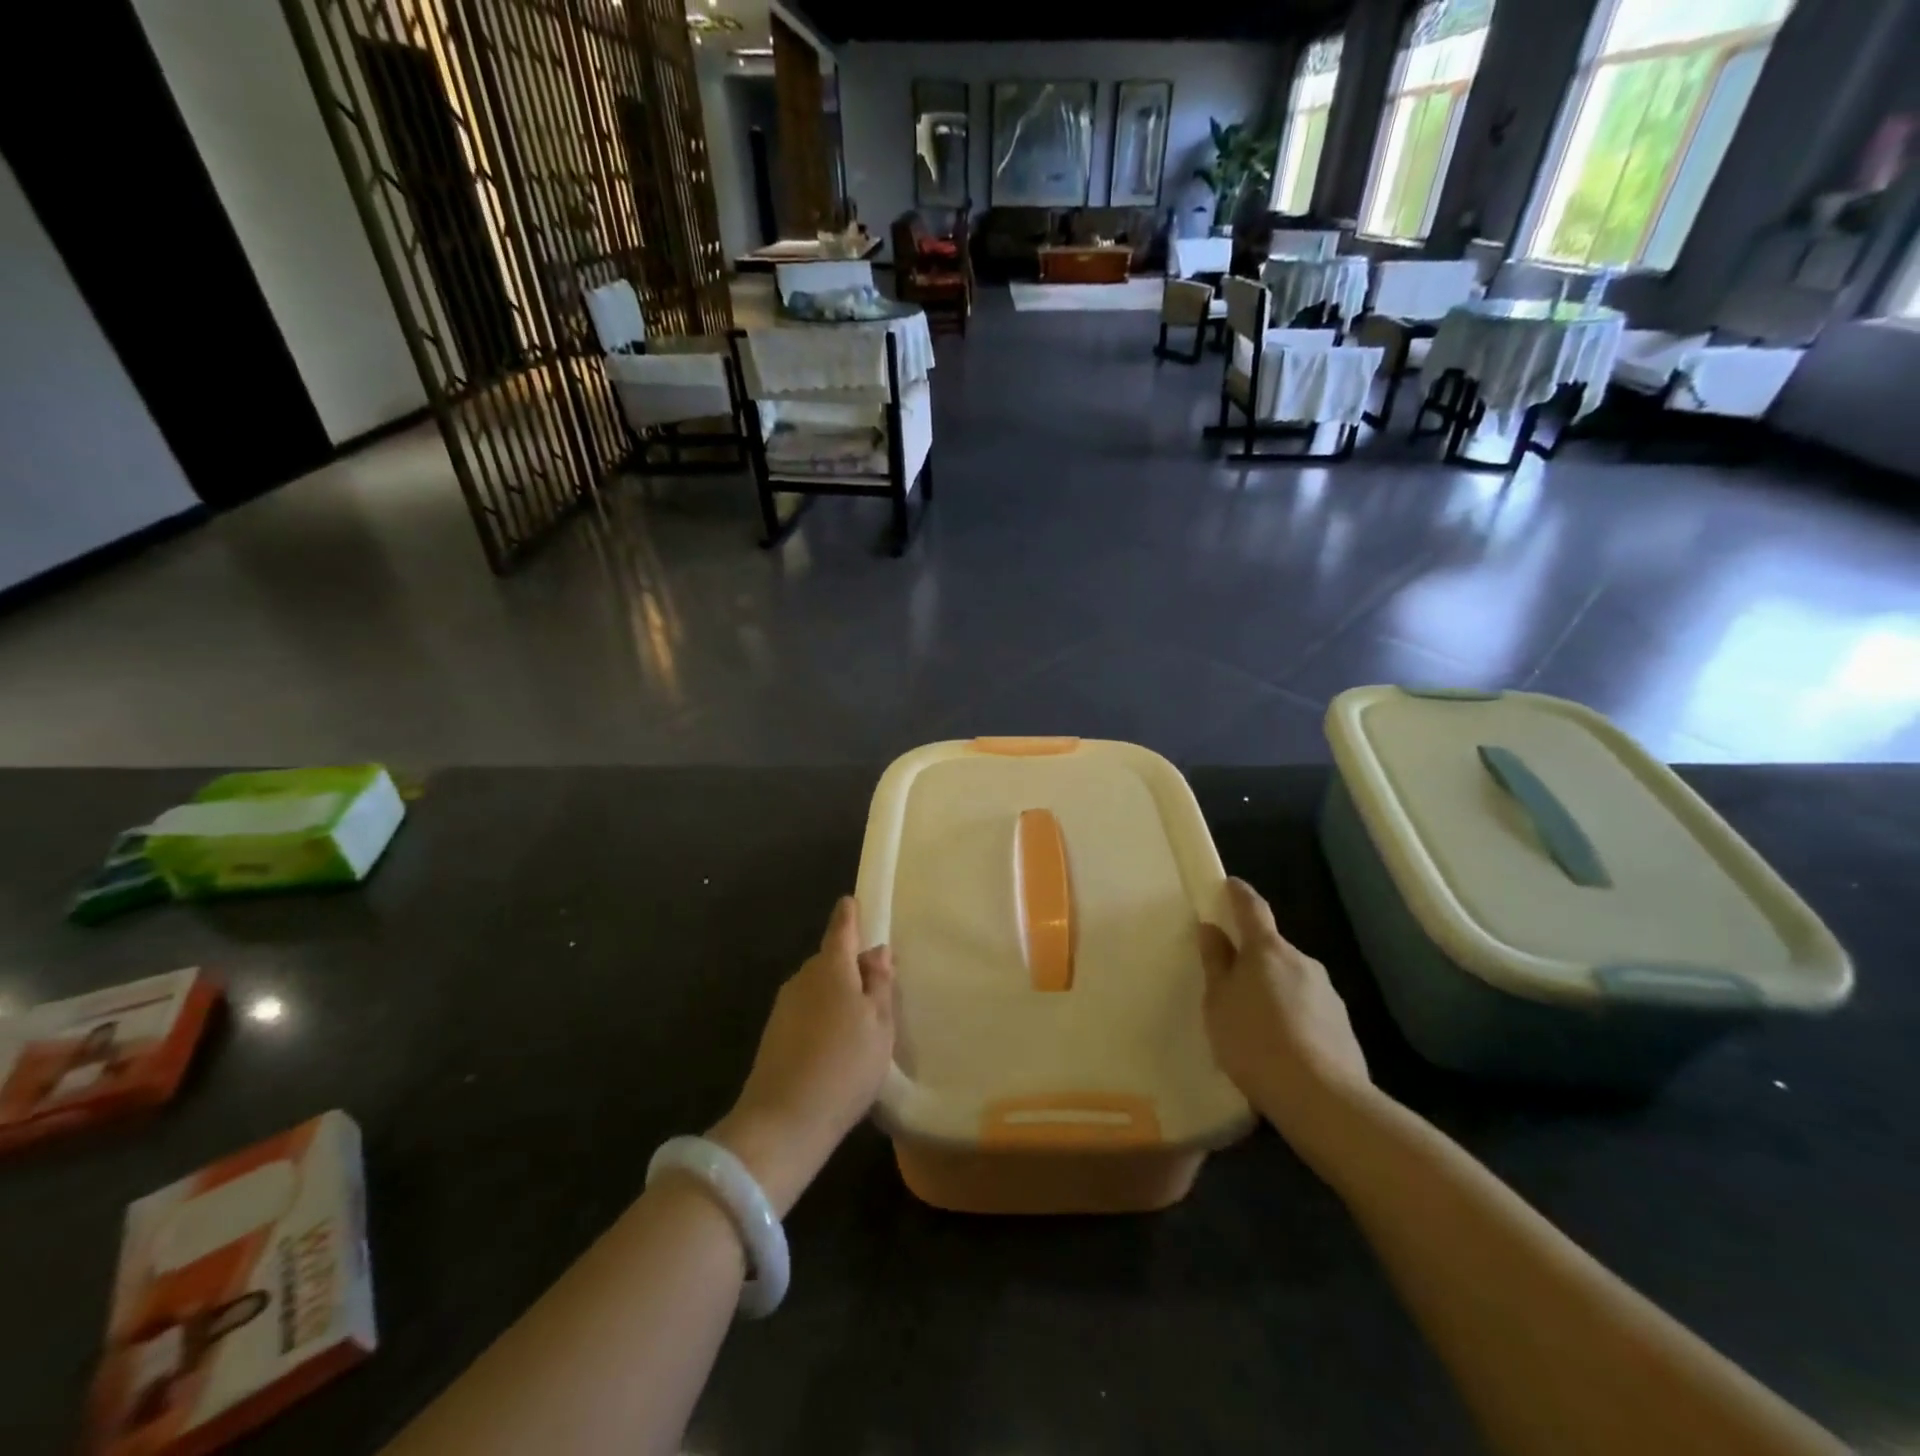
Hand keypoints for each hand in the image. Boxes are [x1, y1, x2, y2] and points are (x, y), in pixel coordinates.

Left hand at [710, 897, 894, 1215]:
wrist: (784, 1122)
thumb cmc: (845, 1065)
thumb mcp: (879, 1024)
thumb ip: (879, 983)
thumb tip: (876, 950)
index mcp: (831, 968)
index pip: (841, 928)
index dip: (850, 915)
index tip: (852, 902)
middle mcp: (803, 978)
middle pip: (830, 960)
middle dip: (850, 964)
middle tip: (877, 985)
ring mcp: (784, 1007)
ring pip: (818, 987)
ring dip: (837, 994)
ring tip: (861, 1023)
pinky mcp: (774, 1035)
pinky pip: (806, 1011)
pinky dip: (822, 1017)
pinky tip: (836, 1045)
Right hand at [1199, 879, 1371, 1163]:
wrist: (1321, 1098)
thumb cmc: (1254, 1041)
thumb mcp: (1218, 1002)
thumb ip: (1216, 963)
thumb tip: (1213, 929)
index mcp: (1267, 950)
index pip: (1252, 908)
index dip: (1239, 894)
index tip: (1229, 884)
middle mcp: (1302, 962)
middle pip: (1273, 949)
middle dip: (1254, 958)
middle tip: (1231, 982)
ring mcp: (1328, 993)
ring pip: (1292, 981)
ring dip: (1274, 991)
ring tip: (1255, 1025)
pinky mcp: (1343, 1026)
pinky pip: (1308, 1010)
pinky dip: (1293, 1018)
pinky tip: (1281, 1048)